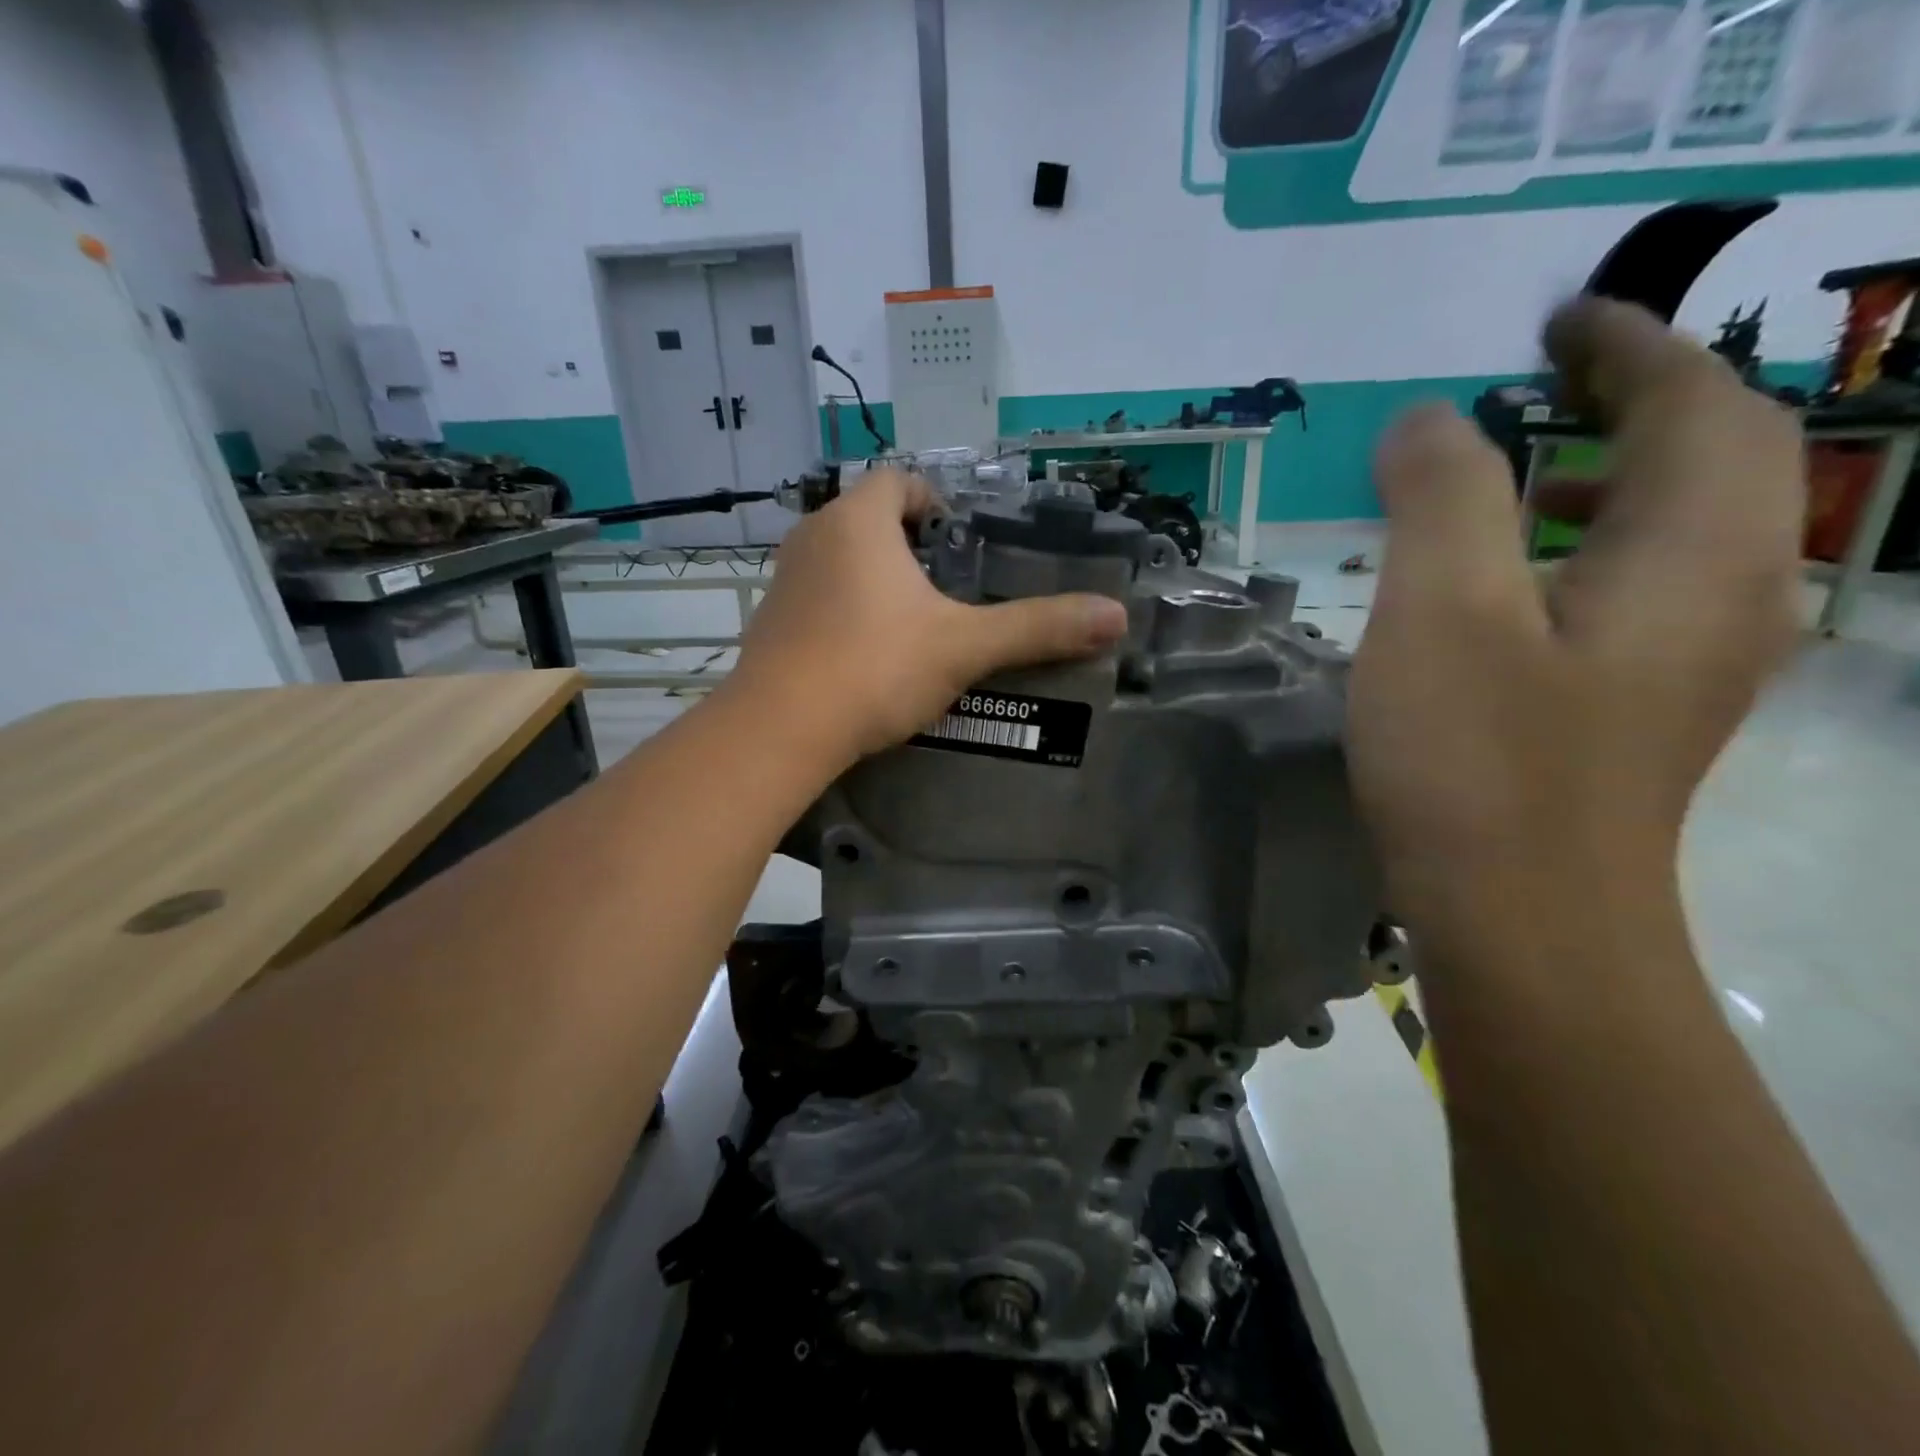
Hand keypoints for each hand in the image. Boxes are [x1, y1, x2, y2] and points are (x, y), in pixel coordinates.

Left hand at [726, 470, 1128, 764]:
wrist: (781, 729)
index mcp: (858, 523)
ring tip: (912, 621)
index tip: (957, 536)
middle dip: (906, 543)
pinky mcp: (770, 623)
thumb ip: (1037, 628)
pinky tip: (866, 655)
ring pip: (838, 560)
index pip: (897, 481)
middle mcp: (813, 537)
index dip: (931, 499)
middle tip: (946, 584)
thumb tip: (1115, 616)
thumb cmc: (875, 668)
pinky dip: (844, 611)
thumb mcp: (964, 646)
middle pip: (866, 519)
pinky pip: (816, 598)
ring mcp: (785, 581)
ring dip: (873, 578)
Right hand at [1346, 299, 1804, 946]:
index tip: (1555, 318)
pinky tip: (1510, 575)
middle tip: (1542, 377)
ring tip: (1523, 465)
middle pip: (1714, 458)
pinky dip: (1584, 544)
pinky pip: (1636, 585)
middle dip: (1638, 397)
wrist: (1518, 914)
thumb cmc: (1479, 759)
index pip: (1698, 405)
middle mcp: (1727, 595)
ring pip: (1678, 527)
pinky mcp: (1640, 705)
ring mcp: (1690, 660)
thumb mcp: (1443, 610)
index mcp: (1696, 554)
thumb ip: (1442, 495)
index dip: (1631, 345)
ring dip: (1612, 473)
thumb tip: (1427, 420)